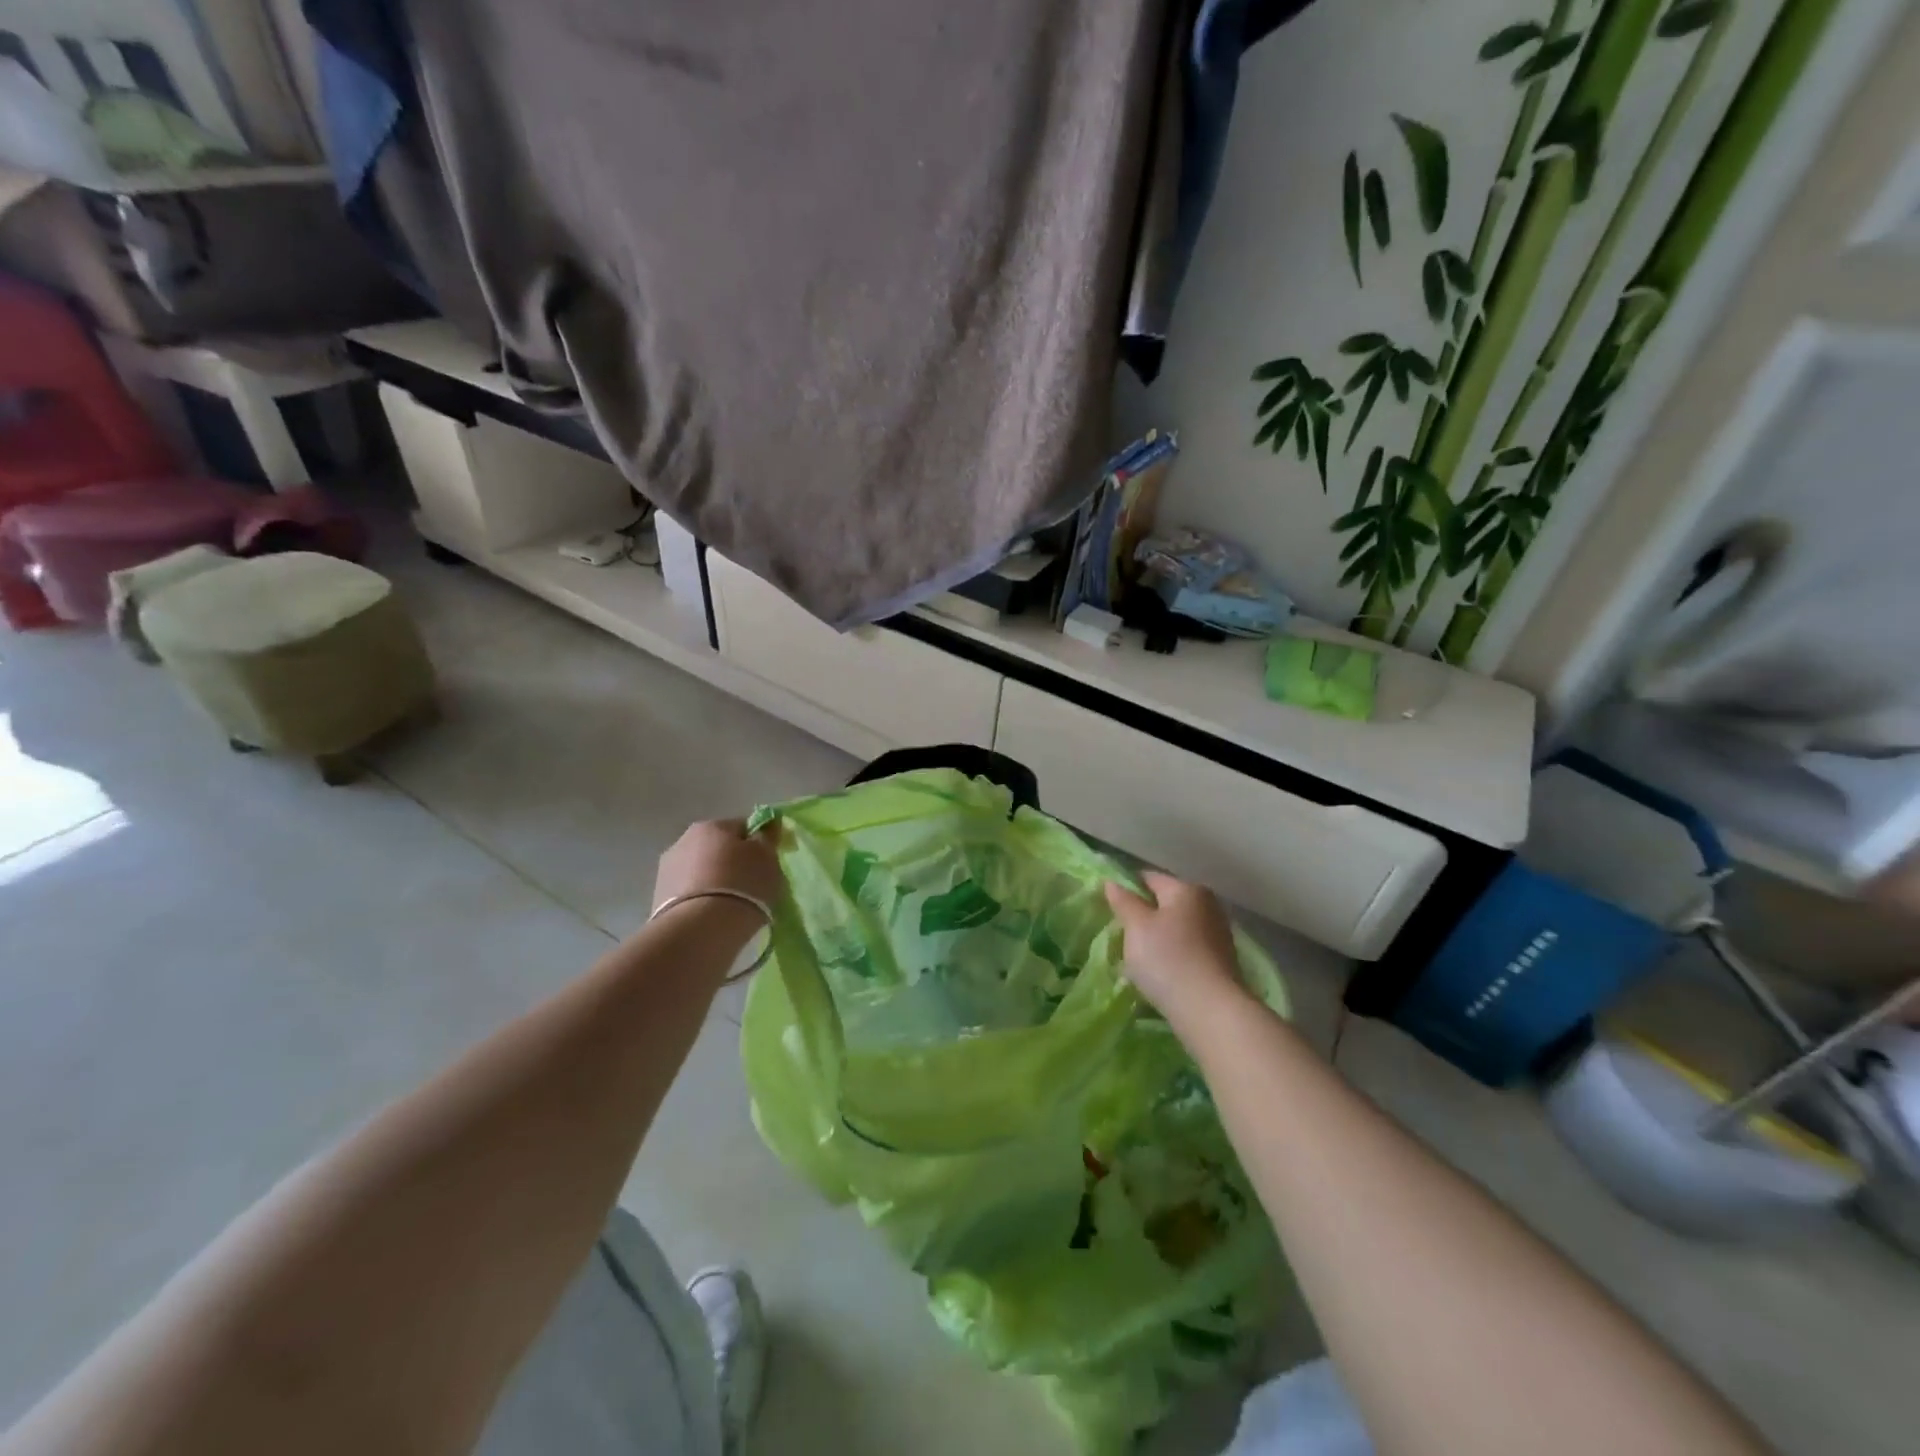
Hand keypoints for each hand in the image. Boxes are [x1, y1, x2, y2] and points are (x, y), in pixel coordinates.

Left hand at [653, 818, 783, 911]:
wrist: (700, 930)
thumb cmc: (742, 885)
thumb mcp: (768, 858)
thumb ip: (767, 838)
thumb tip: (766, 826)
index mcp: (712, 825)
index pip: (743, 827)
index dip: (759, 844)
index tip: (768, 865)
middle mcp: (684, 840)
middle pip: (718, 848)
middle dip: (733, 863)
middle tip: (752, 887)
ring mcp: (667, 870)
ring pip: (702, 871)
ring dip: (715, 881)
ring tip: (731, 906)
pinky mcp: (658, 898)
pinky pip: (689, 893)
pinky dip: (701, 900)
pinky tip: (712, 917)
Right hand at [1104, 872, 1247, 1020]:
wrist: (1211, 1011)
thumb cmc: (1168, 960)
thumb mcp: (1136, 926)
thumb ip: (1123, 901)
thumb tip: (1112, 882)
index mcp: (1187, 889)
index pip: (1149, 878)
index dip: (1126, 888)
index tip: (1109, 908)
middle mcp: (1207, 905)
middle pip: (1165, 903)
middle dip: (1143, 916)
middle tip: (1120, 935)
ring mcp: (1217, 934)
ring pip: (1176, 928)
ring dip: (1156, 939)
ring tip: (1136, 959)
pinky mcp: (1220, 962)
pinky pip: (1187, 949)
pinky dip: (1171, 956)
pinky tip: (1159, 973)